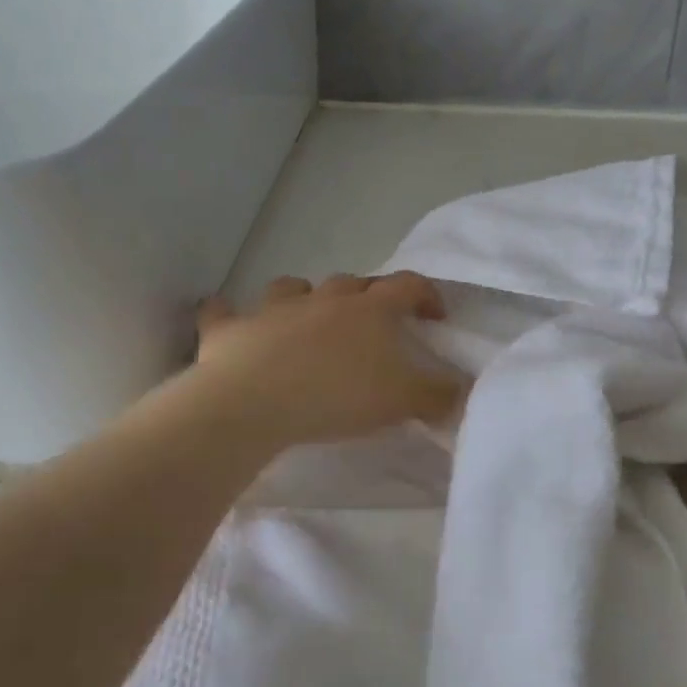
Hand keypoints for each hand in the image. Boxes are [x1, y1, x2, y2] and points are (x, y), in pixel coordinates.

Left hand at [185, 272, 465, 451]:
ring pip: (293, 288)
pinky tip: (228, 320)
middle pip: (352, 284)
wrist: (256, 403)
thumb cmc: (338, 396)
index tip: (436, 316)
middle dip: (367, 297)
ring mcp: (273, 309)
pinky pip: (223, 312)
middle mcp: (323, 299)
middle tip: (374, 323)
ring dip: (305, 298)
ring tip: (310, 319)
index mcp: (369, 310)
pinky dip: (226, 314)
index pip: (408, 286)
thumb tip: (462, 390)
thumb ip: (439, 394)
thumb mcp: (403, 400)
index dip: (427, 295)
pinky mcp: (231, 329)